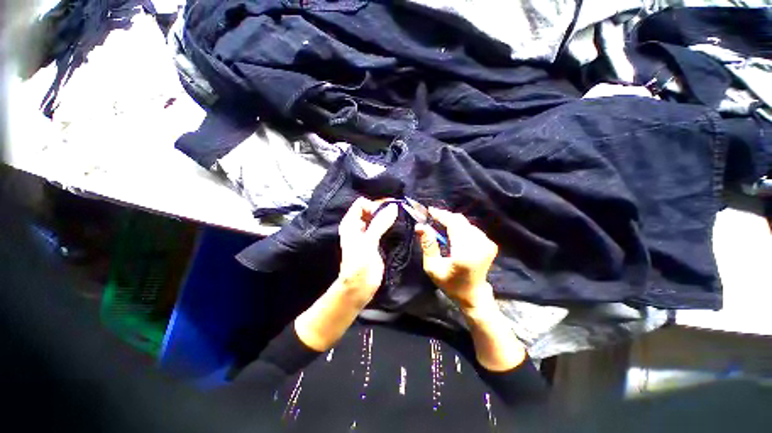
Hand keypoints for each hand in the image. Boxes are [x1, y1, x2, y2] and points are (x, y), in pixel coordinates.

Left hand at [336, 197, 398, 307]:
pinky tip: (399, 226)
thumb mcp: (368, 242)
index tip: (387, 211)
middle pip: (370, 210)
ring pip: (378, 219)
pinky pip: (383, 228)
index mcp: (351, 223)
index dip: (373, 205)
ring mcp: (367, 234)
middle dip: (383, 209)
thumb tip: (393, 207)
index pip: (361, 204)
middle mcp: (358, 226)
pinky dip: (390, 225)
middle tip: (398, 211)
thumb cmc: (359, 265)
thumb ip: (379, 223)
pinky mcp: (376, 242)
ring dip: (388, 217)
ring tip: (401, 217)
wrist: (359, 287)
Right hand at [415, 207, 497, 313]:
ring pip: (466, 223)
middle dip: (445, 217)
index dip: (441, 215)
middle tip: (432, 218)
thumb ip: (427, 246)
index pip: (454, 224)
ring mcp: (487, 243)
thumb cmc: (450, 284)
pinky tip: (452, 233)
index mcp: (466, 253)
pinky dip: (460, 227)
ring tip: (440, 226)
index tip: (429, 210)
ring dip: (452, 222)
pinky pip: (471, 228)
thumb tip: (420, 226)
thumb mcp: (433, 268)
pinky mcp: (489, 243)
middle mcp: (480, 245)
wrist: (473, 295)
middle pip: (461, 221)